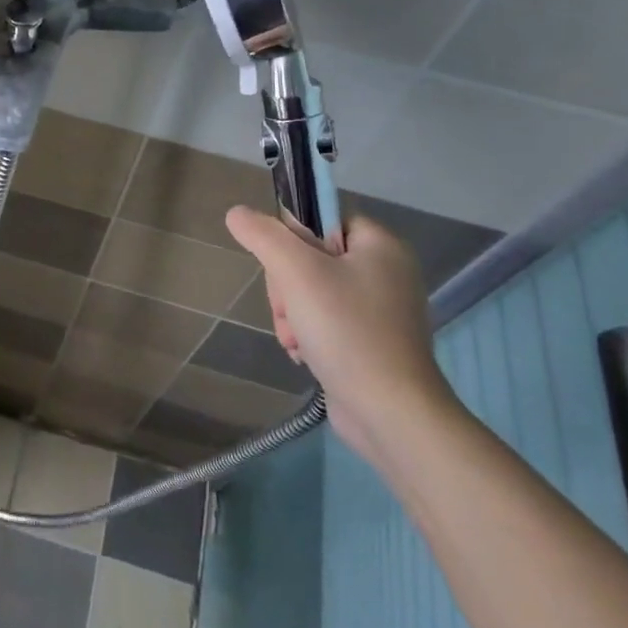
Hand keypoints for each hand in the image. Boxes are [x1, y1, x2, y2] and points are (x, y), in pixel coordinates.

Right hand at [225, 210, 453, 467]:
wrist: (391, 414)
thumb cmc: (347, 330)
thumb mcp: (296, 272)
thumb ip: (263, 235)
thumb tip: (236, 213)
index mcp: (381, 244)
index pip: (321, 218)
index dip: (293, 238)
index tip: (284, 267)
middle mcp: (386, 271)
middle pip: (311, 256)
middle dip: (287, 286)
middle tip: (289, 310)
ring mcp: (381, 310)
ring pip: (311, 290)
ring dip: (291, 313)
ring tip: (295, 339)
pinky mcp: (372, 342)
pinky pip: (325, 320)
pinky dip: (307, 334)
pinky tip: (303, 354)